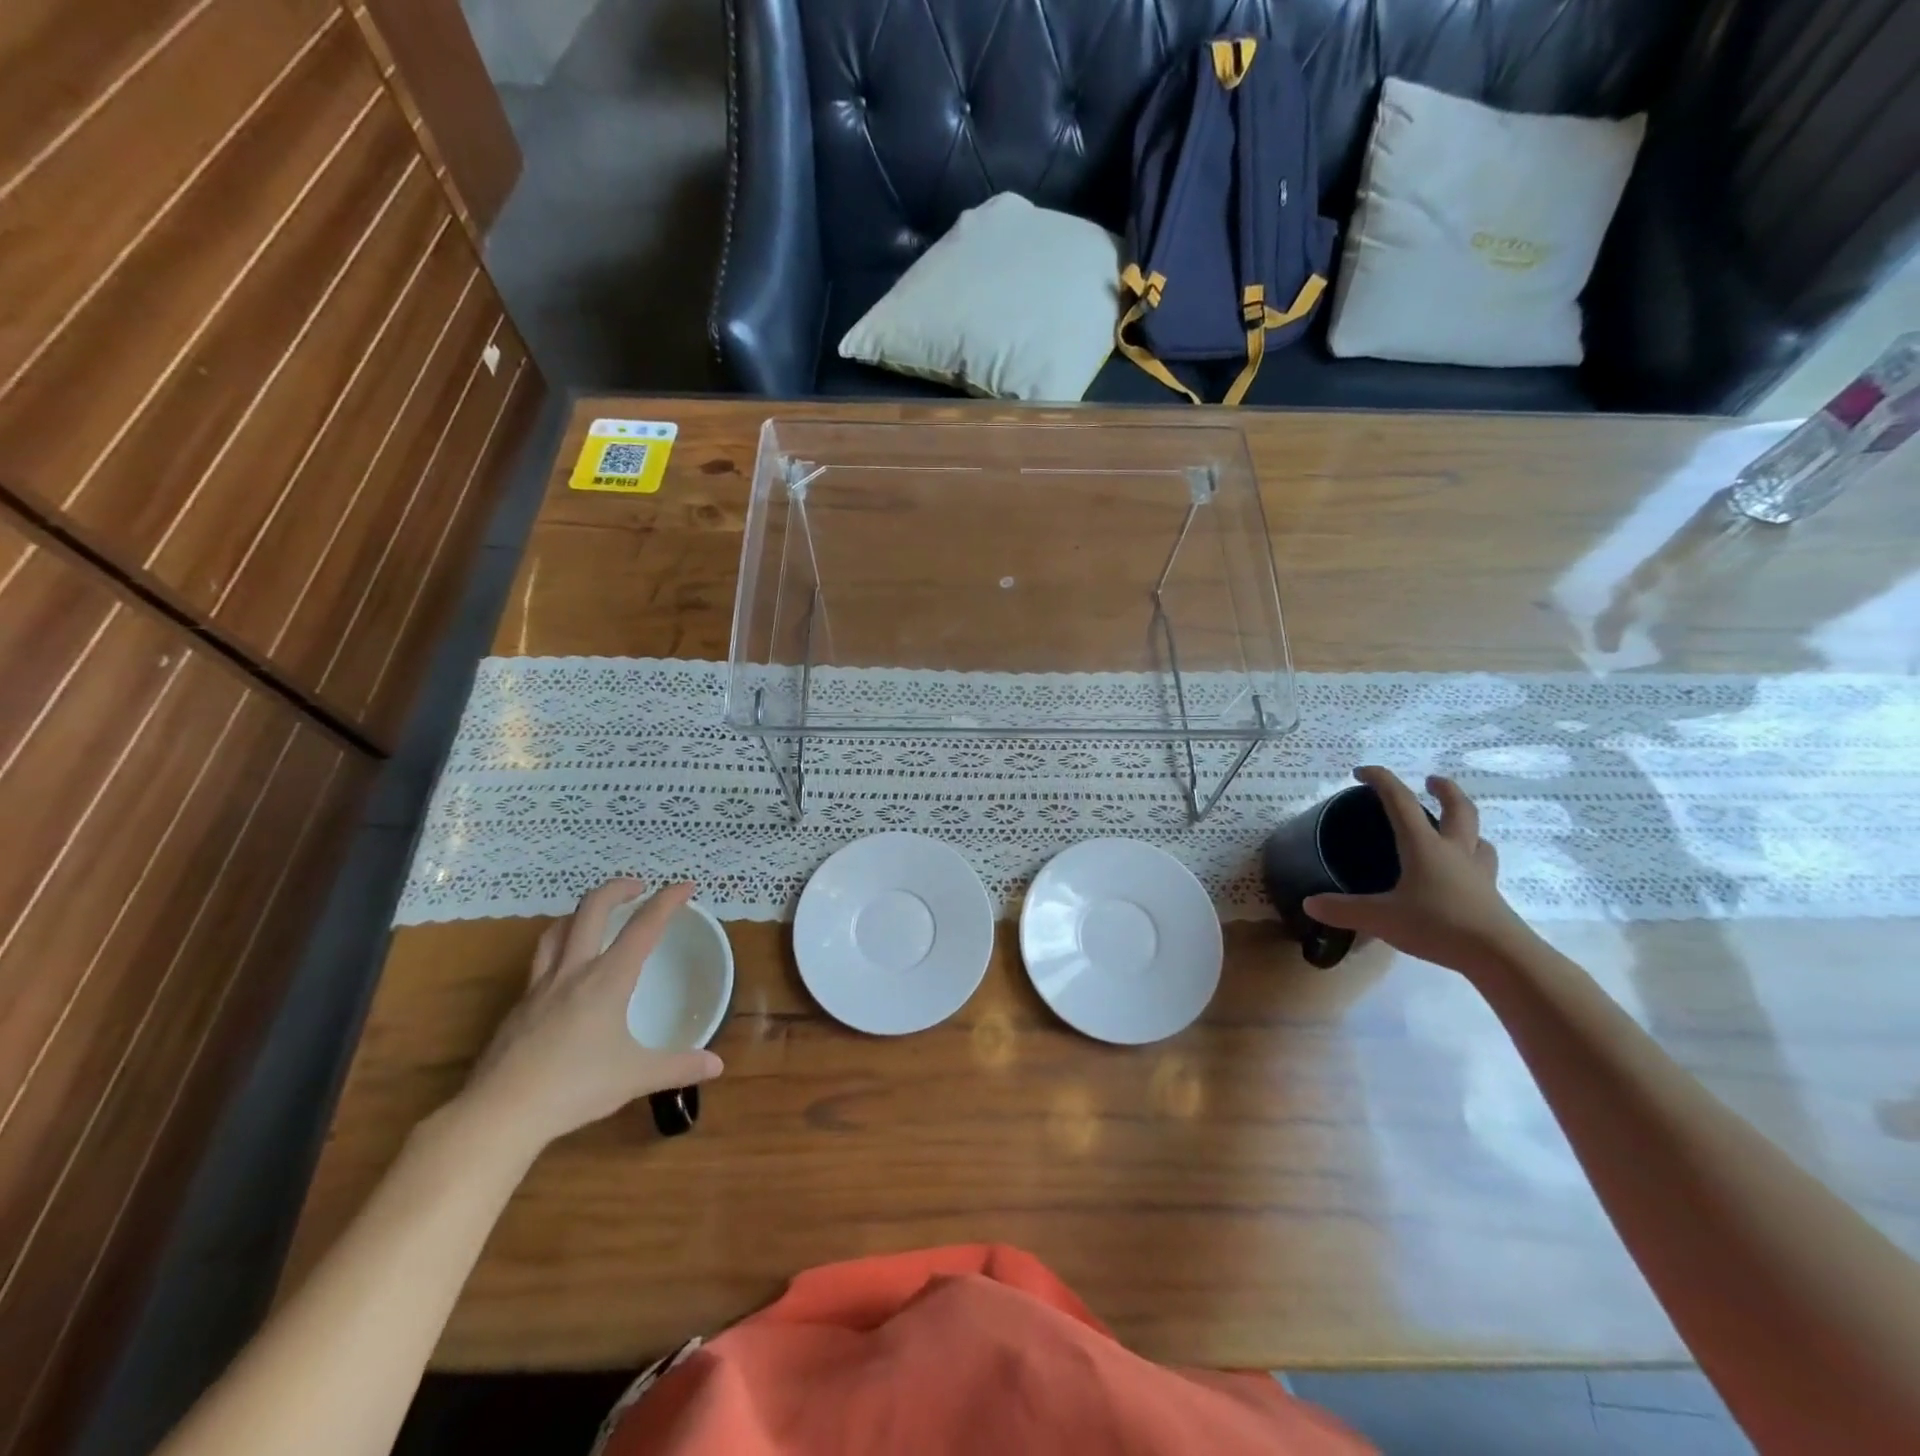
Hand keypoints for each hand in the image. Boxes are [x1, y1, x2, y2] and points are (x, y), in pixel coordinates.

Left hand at [459, 879, 723, 1152]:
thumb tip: (717, 1065)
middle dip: (617, 888)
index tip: (686, 887)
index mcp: (607, 979)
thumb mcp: (635, 1077)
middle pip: (591, 909)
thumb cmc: (573, 1088)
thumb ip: (678, 1067)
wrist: (498, 1114)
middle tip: (638, 887)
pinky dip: (559, 948)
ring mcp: (540, 987)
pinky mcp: (518, 1007)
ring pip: (557, 929)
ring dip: (581, 912)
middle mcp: (573, 971)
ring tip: (596, 916)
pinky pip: (540, 961)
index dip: (667, 901)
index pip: (644, 926)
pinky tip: (566, 972)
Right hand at [1303, 767, 1536, 978]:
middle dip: (1444, 790)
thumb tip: (1310, 904)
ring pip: (1477, 837)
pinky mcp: (1490, 896)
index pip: (1400, 801)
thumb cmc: (1438, 925)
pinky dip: (1472, 858)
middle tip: (1431, 781)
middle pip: (1458, 809)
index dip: (1381, 780)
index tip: (1361, 772)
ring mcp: (1477, 873)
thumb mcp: (1380, 918)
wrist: (1500, 956)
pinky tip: (1463, 872)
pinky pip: (1483, 865)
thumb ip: (1343, 909)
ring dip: (1465, 825)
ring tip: (1452, 828)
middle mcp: (1454, 851)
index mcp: (1424, 845)